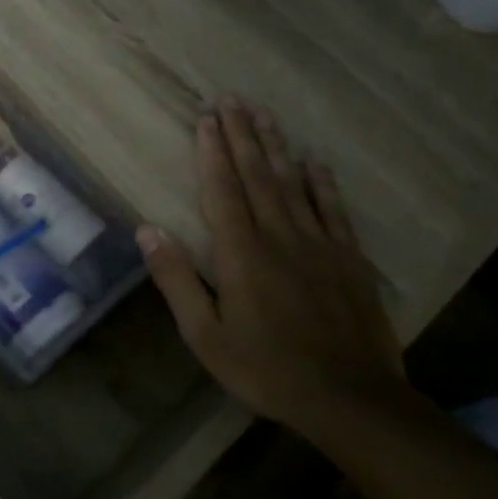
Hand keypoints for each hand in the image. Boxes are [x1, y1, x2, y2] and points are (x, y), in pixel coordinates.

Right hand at [138, 97, 406, 432]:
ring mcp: (319, 245)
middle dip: (242, 135)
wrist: (350, 398)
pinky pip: (333, 210)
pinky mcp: (348, 260)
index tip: (206, 118)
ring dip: (277, 147)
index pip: (223, 191)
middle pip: (258, 176)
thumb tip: (147, 231)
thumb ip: (176, 280)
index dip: (212, 153)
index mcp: (241, 254)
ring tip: (265, 115)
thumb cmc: (265, 369)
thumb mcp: (205, 335)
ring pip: (294, 184)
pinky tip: (315, 161)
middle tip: (232, 99)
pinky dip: (322, 183)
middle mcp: (279, 237)